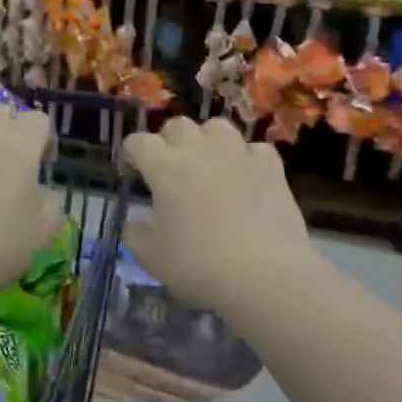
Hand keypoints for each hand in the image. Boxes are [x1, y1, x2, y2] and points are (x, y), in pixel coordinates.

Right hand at [122, 117, 313, 309]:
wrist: (263, 274)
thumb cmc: (198, 265)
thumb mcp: (151, 258)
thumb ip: (134, 235)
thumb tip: (132, 223)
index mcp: (164, 167)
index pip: (138, 142)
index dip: (131, 154)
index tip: (132, 170)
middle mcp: (199, 149)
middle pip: (177, 126)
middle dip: (168, 142)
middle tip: (170, 169)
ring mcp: (238, 153)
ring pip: (216, 127)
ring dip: (207, 141)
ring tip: (209, 165)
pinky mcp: (271, 166)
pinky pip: (253, 149)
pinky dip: (246, 159)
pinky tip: (246, 178)